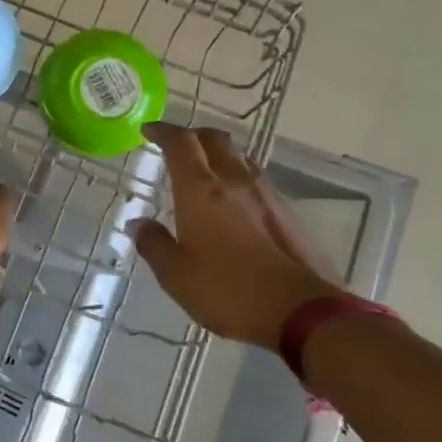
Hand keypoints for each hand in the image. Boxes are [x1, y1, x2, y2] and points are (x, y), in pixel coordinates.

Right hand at [129, 124, 342, 351]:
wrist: (303, 311)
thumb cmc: (229, 290)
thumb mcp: (176, 275)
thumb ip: (154, 244)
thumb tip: (138, 224)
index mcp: (200, 190)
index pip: (180, 143)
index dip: (162, 131)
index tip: (148, 130)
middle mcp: (234, 181)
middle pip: (215, 140)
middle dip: (193, 136)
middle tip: (177, 146)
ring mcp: (266, 195)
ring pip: (239, 158)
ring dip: (218, 156)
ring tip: (204, 173)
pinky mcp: (287, 213)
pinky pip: (256, 182)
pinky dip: (238, 180)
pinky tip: (234, 204)